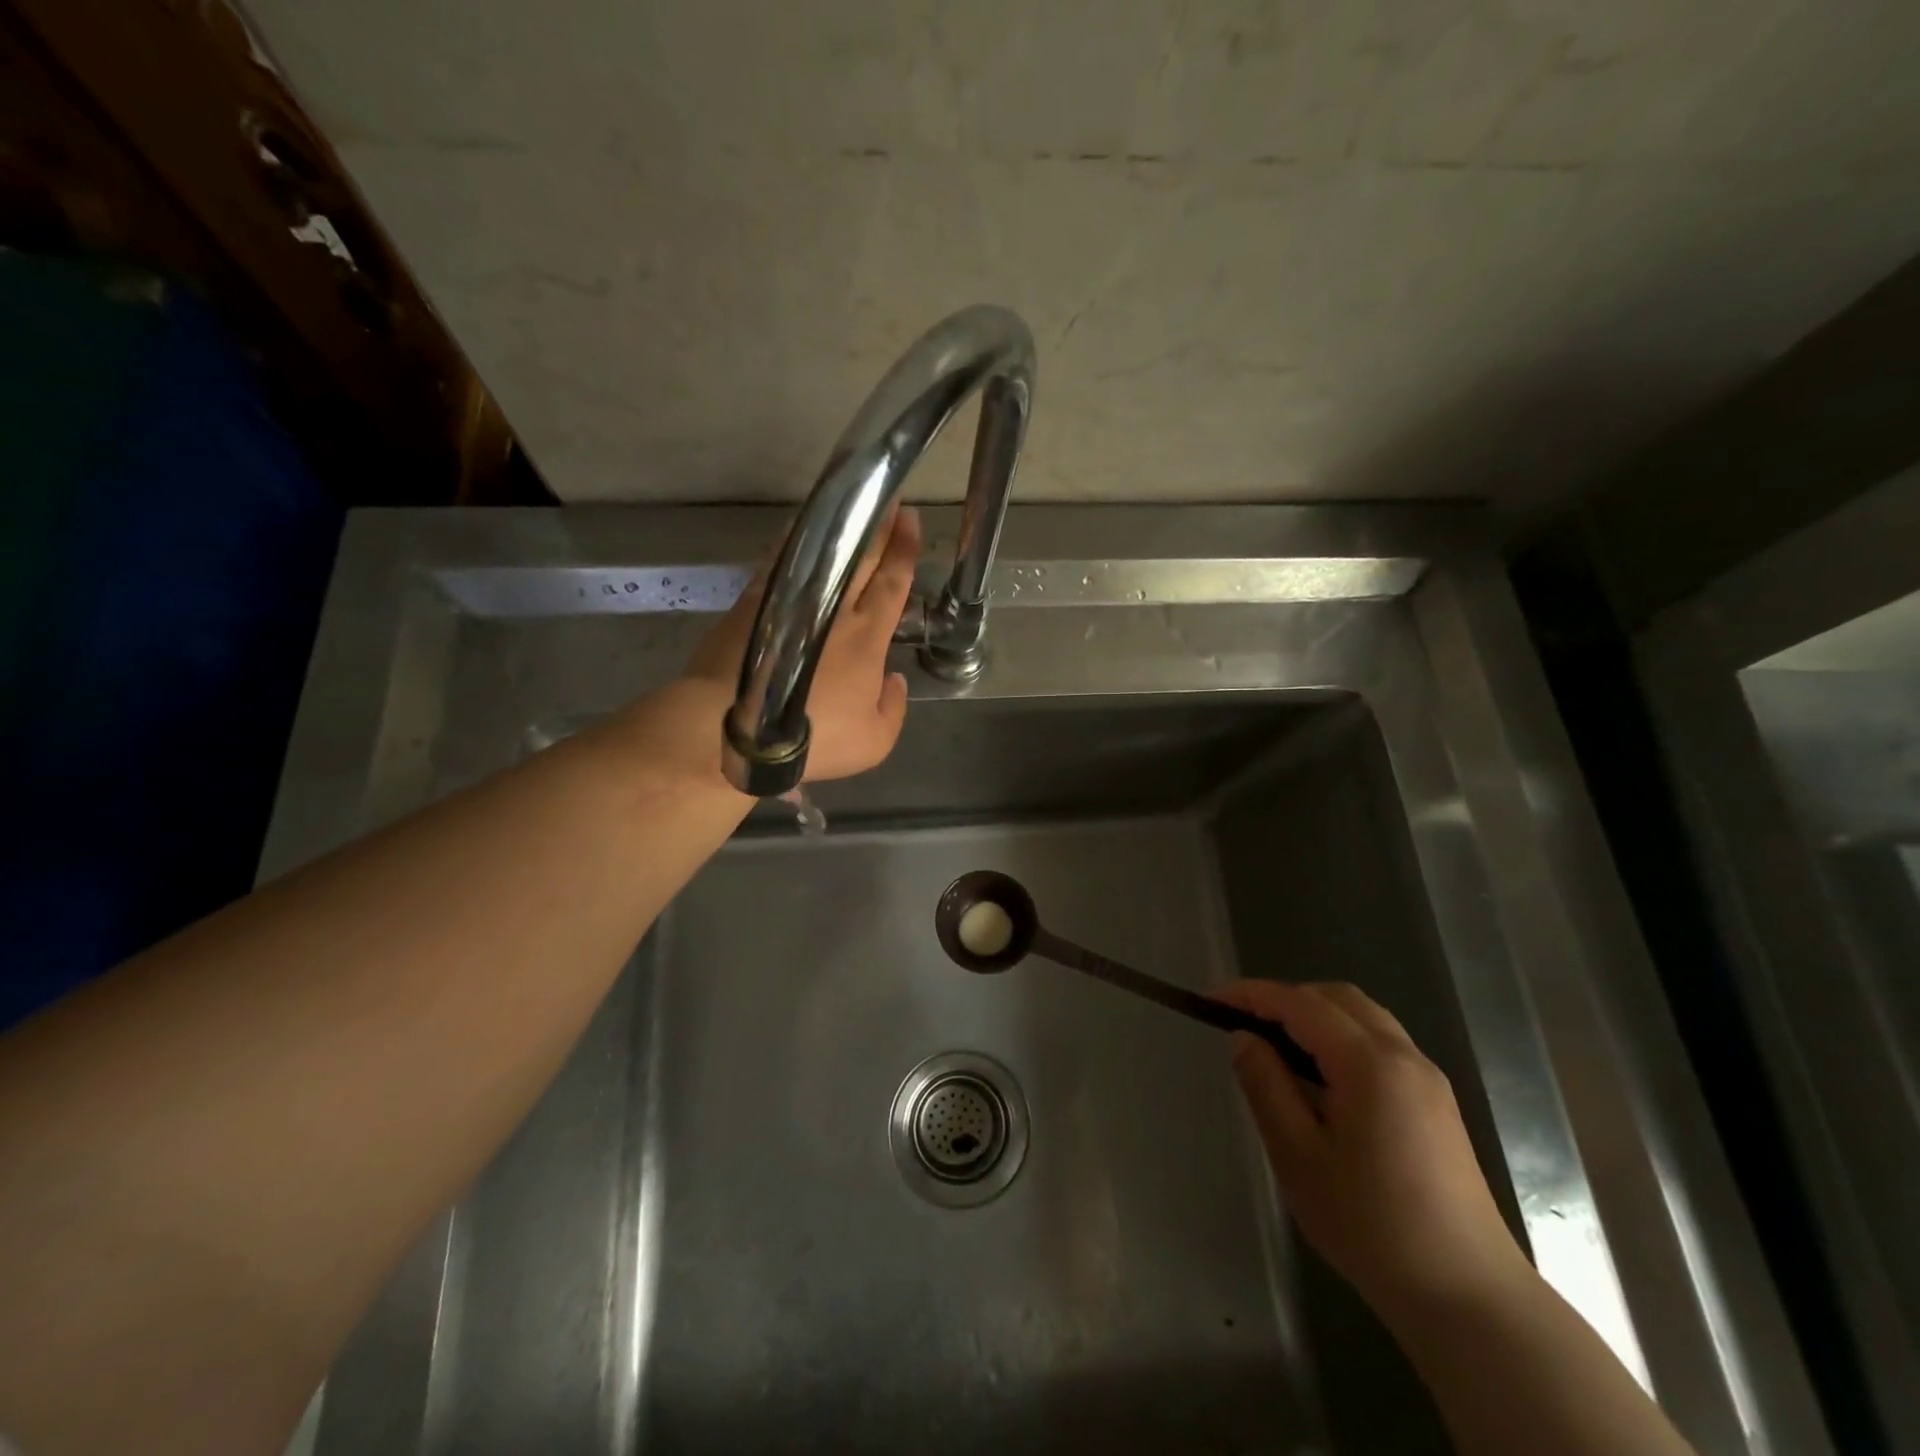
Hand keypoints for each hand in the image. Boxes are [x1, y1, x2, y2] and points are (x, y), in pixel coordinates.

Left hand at [685, 505, 920, 781]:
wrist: (735, 731)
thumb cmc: (814, 740)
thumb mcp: (874, 742)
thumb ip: (893, 708)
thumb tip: (892, 679)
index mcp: (867, 637)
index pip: (891, 583)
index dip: (904, 550)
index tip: (910, 518)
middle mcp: (833, 609)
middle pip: (860, 557)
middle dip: (878, 526)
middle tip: (888, 497)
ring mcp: (790, 601)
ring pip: (820, 552)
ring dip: (838, 527)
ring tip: (850, 504)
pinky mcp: (754, 603)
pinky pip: (780, 562)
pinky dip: (793, 543)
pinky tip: (799, 532)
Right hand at [1219, 979, 1530, 1320]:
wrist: (1470, 1299)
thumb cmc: (1372, 1226)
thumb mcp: (1298, 1156)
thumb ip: (1266, 1085)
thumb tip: (1244, 1037)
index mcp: (1370, 1063)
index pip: (1300, 1004)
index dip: (1251, 994)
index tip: (1209, 1000)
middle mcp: (1404, 1057)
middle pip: (1336, 998)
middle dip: (1285, 998)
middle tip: (1242, 1022)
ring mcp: (1427, 1080)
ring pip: (1363, 1017)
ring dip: (1315, 1015)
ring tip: (1276, 1046)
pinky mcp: (1436, 1104)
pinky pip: (1381, 1044)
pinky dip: (1341, 1037)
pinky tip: (1320, 1076)